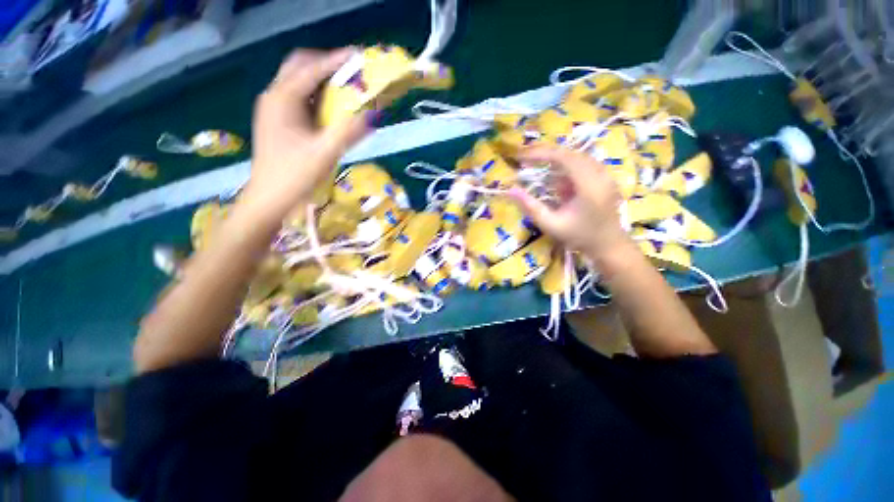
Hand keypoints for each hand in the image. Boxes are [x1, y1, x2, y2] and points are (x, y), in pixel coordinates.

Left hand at [244, 48, 372, 217]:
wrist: (268, 199)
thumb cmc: (294, 175)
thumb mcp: (326, 153)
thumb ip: (350, 131)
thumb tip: (374, 114)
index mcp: (282, 98)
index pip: (312, 68)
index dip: (337, 60)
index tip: (360, 56)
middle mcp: (274, 96)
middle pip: (300, 66)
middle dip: (326, 63)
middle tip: (351, 71)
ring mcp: (273, 108)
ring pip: (298, 81)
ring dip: (321, 79)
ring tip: (345, 86)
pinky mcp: (276, 120)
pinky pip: (298, 98)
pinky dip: (316, 95)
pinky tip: (330, 107)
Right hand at [509, 146, 631, 258]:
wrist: (608, 245)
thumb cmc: (578, 237)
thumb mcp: (550, 224)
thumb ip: (530, 207)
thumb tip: (510, 191)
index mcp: (589, 186)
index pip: (564, 158)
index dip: (542, 154)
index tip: (523, 157)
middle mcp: (600, 175)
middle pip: (571, 154)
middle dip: (547, 155)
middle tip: (527, 160)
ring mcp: (606, 175)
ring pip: (577, 158)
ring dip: (557, 162)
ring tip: (539, 170)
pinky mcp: (606, 178)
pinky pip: (584, 165)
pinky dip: (567, 169)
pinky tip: (559, 183)